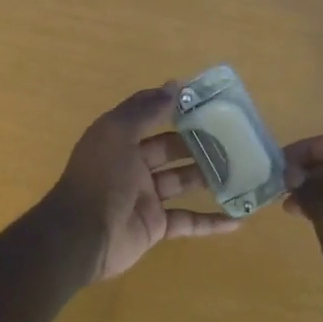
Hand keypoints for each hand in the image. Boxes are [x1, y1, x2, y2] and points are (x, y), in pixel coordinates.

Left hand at [44, 84, 239, 281]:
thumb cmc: (100, 178)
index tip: (207, 101)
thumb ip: (145, 109)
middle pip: (172, 149)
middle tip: (233, 137)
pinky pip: (188, 221)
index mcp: (121, 140)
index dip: (175, 108)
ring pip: (183, 182)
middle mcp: (133, 165)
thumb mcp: (117, 132)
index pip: (151, 117)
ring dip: (209, 177)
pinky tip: (237, 219)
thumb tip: (174, 85)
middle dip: (199, 143)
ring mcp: (146, 197)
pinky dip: (210, 221)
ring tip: (241, 169)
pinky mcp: (156, 226)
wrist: (81, 236)